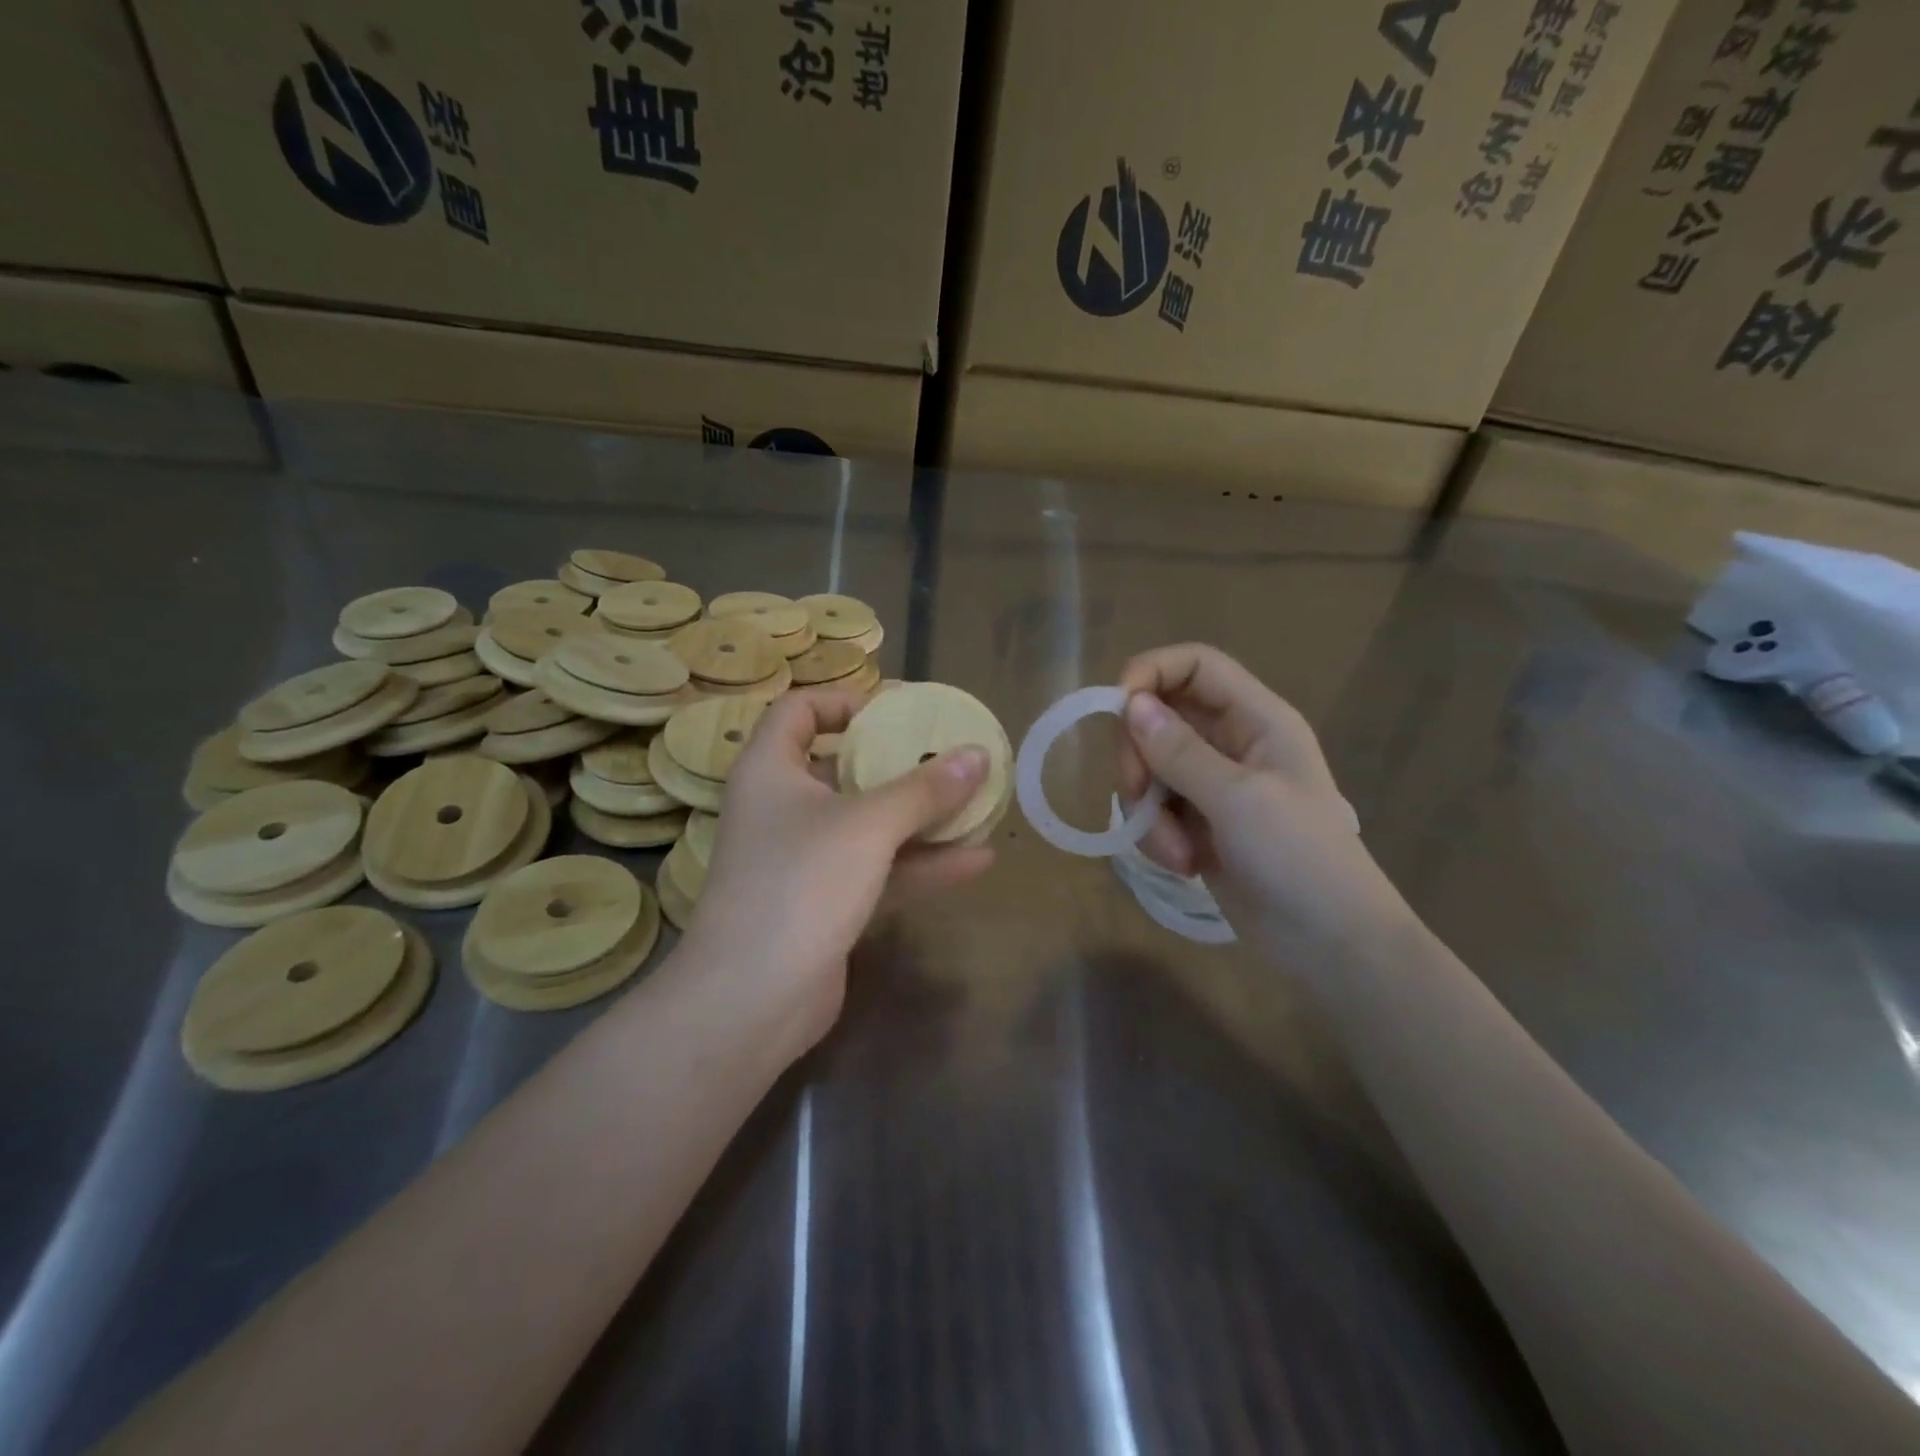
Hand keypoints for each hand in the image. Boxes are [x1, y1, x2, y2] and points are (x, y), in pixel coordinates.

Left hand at [678, 689, 994, 1054]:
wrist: (752, 1000)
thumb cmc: (800, 884)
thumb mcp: (868, 826)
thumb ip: (924, 789)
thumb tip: (978, 754)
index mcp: (771, 770)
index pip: (798, 711)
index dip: (844, 702)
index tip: (897, 712)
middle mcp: (783, 808)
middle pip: (843, 766)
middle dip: (899, 762)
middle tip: (950, 755)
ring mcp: (805, 858)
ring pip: (868, 823)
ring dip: (921, 816)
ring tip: (978, 803)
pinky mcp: (826, 902)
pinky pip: (878, 869)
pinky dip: (920, 864)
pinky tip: (975, 860)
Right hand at [1116, 644, 1407, 955]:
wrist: (1330, 943)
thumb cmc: (1300, 858)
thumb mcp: (1239, 799)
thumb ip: (1180, 751)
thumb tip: (1129, 704)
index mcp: (1255, 719)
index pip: (1194, 665)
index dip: (1150, 674)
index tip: (1116, 712)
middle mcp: (1231, 742)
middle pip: (1158, 717)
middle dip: (1139, 757)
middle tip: (1137, 795)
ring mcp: (1211, 784)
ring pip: (1148, 768)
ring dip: (1148, 810)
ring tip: (1177, 851)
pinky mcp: (1196, 822)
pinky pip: (1153, 808)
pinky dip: (1155, 835)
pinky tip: (1183, 863)